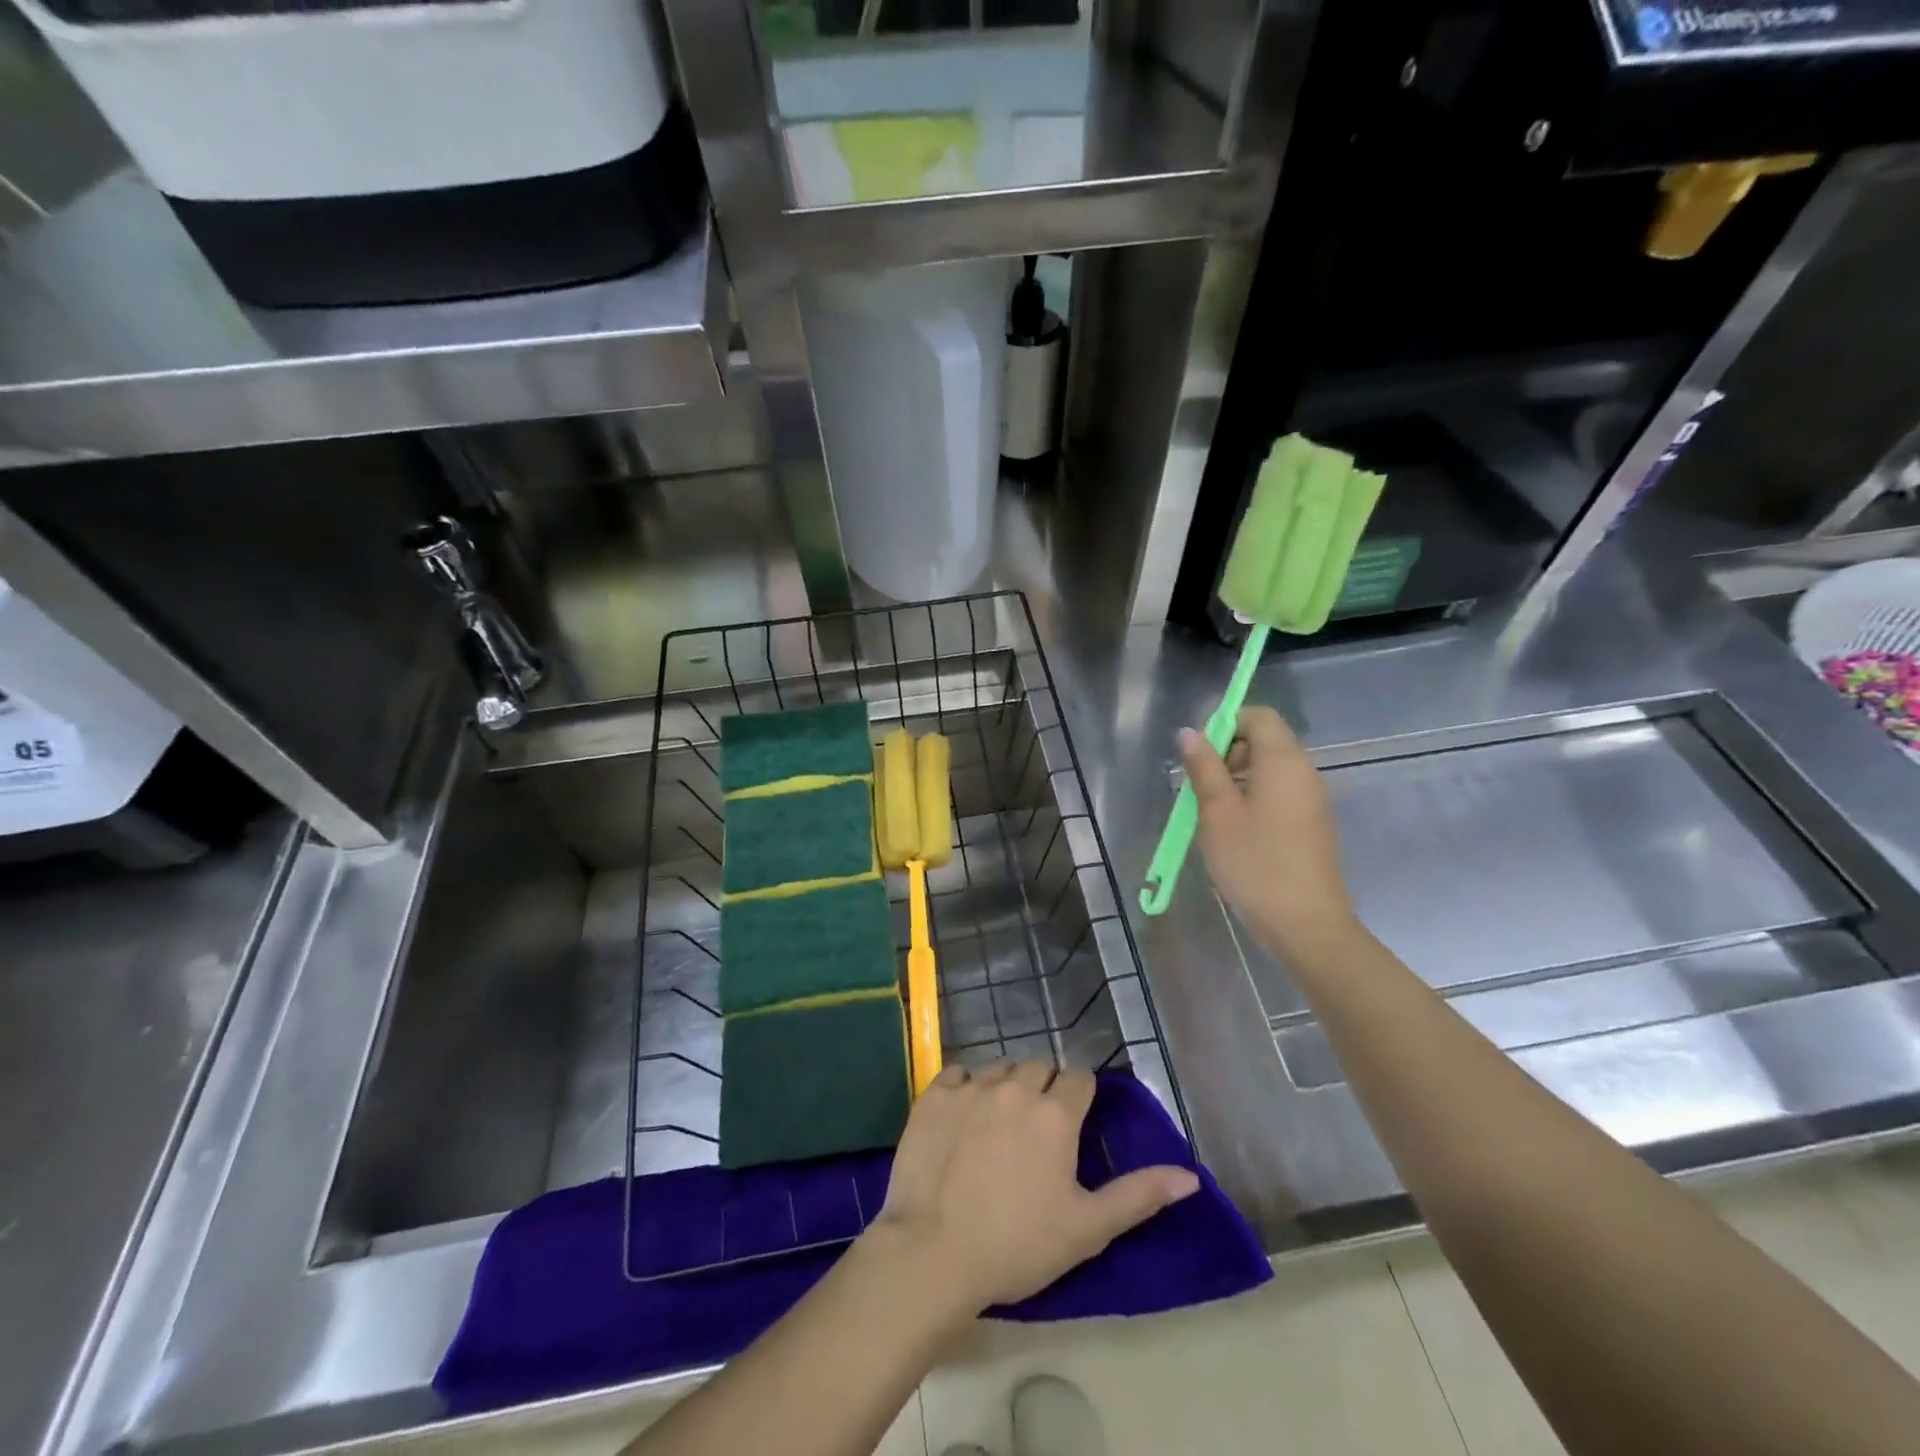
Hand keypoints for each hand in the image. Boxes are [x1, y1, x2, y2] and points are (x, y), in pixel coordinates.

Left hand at [867, 1061, 1199, 1316]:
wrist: (934, 1252)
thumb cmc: (1018, 1245)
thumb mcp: (1087, 1228)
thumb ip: (1139, 1196)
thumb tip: (1190, 1176)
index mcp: (1055, 1114)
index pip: (1079, 1078)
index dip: (1080, 1095)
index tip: (1073, 1121)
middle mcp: (1015, 1087)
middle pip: (1038, 1066)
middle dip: (1043, 1087)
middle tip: (1037, 1127)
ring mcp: (971, 1088)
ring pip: (998, 1068)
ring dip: (1005, 1086)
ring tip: (999, 1124)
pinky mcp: (934, 1096)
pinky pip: (956, 1075)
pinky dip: (963, 1088)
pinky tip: (961, 1119)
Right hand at [1181, 705, 1360, 959]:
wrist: (1306, 925)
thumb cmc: (1255, 864)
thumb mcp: (1217, 813)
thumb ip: (1204, 768)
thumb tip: (1190, 733)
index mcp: (1283, 762)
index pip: (1258, 716)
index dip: (1226, 724)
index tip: (1199, 755)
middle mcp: (1304, 772)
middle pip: (1265, 740)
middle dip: (1227, 752)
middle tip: (1199, 787)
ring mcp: (1312, 799)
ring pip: (1270, 768)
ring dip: (1236, 778)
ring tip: (1211, 812)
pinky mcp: (1312, 823)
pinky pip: (1279, 792)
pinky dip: (1253, 797)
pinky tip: (1234, 831)